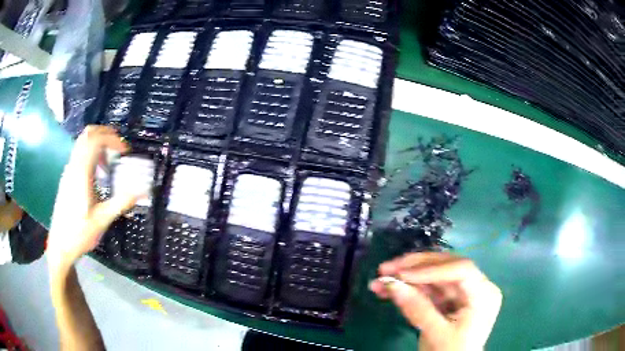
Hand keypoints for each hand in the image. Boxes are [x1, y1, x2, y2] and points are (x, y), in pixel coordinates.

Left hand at [47, 126, 141, 273]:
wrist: (60, 245)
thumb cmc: (80, 234)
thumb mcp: (102, 220)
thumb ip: (121, 203)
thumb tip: (144, 192)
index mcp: (81, 173)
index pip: (96, 140)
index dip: (112, 139)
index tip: (125, 151)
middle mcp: (73, 166)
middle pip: (88, 134)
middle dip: (105, 134)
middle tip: (119, 146)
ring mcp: (68, 170)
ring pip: (82, 142)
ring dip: (98, 142)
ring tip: (110, 158)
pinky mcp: (67, 177)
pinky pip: (79, 153)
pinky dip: (91, 152)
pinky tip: (98, 171)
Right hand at [370, 253, 501, 350]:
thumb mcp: (436, 334)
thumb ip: (416, 309)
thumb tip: (390, 283)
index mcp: (484, 294)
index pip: (461, 270)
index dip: (431, 269)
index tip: (401, 274)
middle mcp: (476, 287)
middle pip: (446, 268)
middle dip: (414, 268)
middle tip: (385, 268)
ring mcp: (462, 293)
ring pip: (433, 277)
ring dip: (406, 278)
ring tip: (380, 280)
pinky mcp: (450, 300)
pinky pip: (428, 290)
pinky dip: (409, 290)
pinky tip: (388, 290)